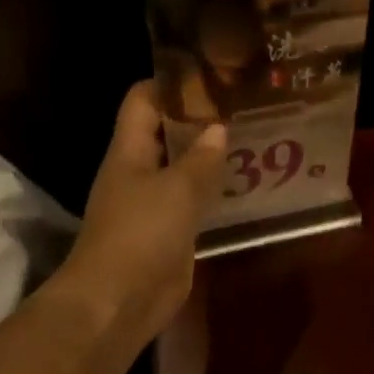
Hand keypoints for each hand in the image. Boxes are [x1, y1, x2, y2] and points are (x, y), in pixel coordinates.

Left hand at [58, 81, 226, 346]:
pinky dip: (213, 193)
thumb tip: (218, 128)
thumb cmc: (141, 234)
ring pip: (182, 171)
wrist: (121, 299)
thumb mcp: (176, 190)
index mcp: (128, 152)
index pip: (143, 101)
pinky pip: (193, 205)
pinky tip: (243, 186)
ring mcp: (154, 206)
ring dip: (209, 158)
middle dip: (198, 120)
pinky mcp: (171, 235)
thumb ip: (200, 159)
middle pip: (165, 135)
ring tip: (251, 139)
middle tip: (243, 106)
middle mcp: (138, 173)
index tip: (210, 74)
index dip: (171, 84)